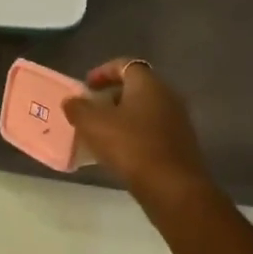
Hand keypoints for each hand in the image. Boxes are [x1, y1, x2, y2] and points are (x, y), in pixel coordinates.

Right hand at [62, 59, 211, 197]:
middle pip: (136, 88)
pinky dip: (135, 135)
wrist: (173, 189)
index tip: (86, 86)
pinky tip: (120, 153)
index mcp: (148, 84)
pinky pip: (152, 131)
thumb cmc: (131, 147)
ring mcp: (177, 121)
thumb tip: (72, 101)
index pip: (125, 64)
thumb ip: (78, 108)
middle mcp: (167, 96)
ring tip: (101, 134)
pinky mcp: (180, 145)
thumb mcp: (93, 125)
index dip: (103, 71)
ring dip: (122, 118)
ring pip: (144, 111)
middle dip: (111, 96)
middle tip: (91, 110)